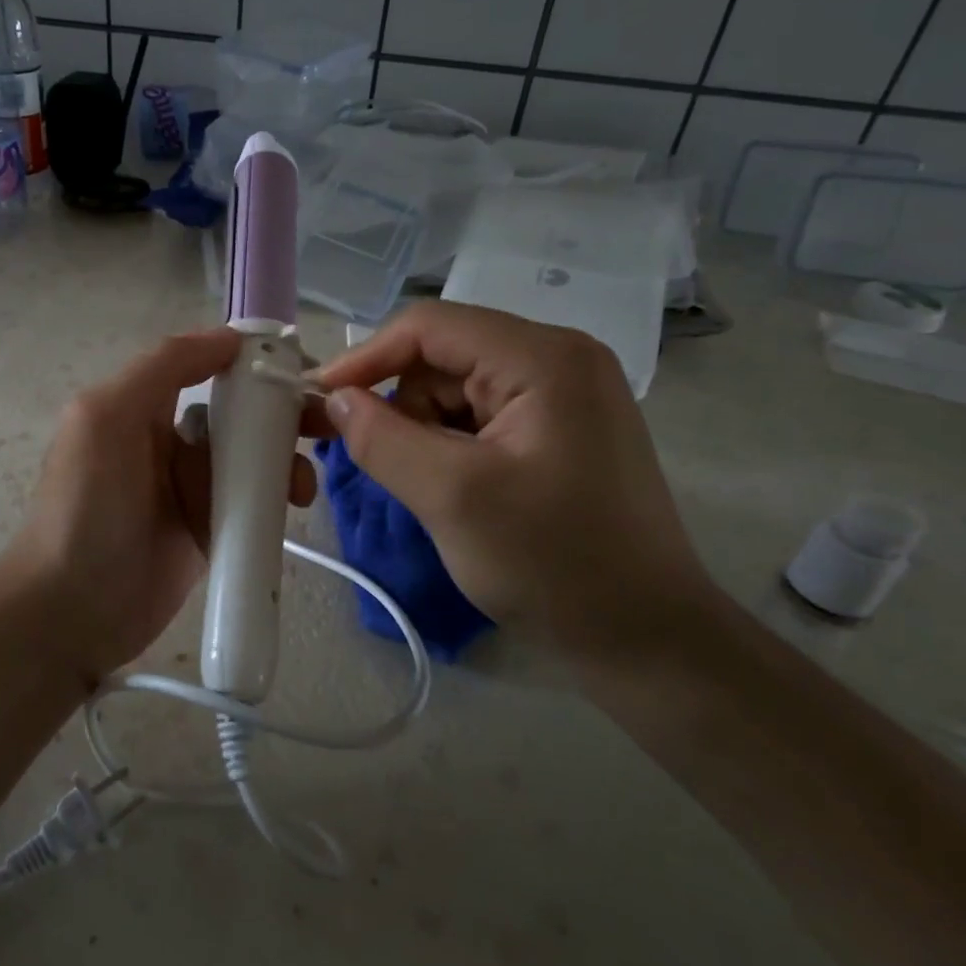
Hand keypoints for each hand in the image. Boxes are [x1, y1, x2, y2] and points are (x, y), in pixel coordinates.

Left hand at [2, 329, 316, 683]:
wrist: (72, 612)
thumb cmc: (86, 509)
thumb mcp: (106, 418)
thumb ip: (162, 368)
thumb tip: (228, 337)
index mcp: (141, 406)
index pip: (206, 367)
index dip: (251, 362)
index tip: (299, 368)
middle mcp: (168, 441)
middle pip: (238, 413)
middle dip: (282, 414)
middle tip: (322, 426)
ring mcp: (190, 490)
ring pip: (253, 459)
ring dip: (285, 461)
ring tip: (301, 486)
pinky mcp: (209, 532)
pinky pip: (253, 504)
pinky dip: (276, 501)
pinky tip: (292, 507)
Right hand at [315, 302, 714, 649]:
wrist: (646, 637)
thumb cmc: (553, 564)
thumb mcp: (452, 498)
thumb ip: (382, 439)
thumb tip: (335, 400)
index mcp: (543, 358)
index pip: (429, 327)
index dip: (365, 358)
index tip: (318, 401)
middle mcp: (558, 359)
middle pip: (443, 356)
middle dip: (401, 405)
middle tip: (383, 464)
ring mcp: (564, 394)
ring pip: (456, 389)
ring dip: (425, 431)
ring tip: (433, 490)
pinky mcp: (560, 428)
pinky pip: (480, 415)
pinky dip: (450, 446)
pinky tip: (456, 490)